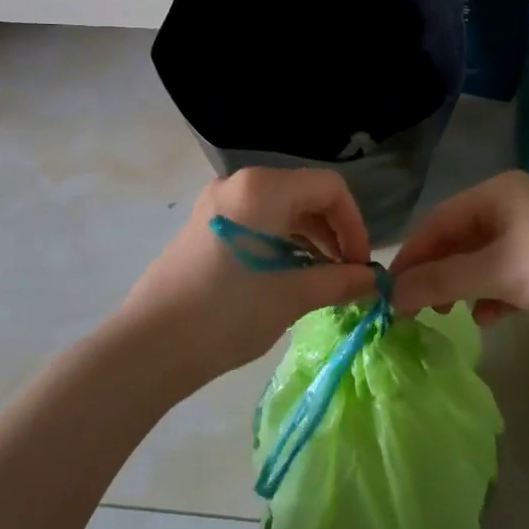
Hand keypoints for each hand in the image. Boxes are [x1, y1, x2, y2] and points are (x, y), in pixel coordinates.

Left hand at [121, 168, 380, 379]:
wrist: (151, 345)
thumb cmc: (228, 312)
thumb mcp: (292, 295)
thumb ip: (340, 281)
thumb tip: (377, 281)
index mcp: (263, 187)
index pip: (329, 187)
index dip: (354, 224)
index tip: (360, 265)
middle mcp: (240, 183)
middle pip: (305, 194)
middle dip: (333, 233)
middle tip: (345, 276)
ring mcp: (218, 203)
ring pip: (281, 209)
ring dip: (309, 241)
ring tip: (321, 282)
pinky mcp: (206, 225)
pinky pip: (258, 221)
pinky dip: (282, 243)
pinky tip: (288, 278)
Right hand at [390, 171, 528, 332]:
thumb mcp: (493, 272)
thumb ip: (440, 281)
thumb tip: (391, 295)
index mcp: (495, 194)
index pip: (438, 221)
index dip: (412, 254)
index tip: (388, 289)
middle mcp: (511, 207)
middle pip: (458, 240)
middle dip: (436, 273)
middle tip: (414, 308)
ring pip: (481, 260)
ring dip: (461, 287)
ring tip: (446, 316)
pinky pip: (505, 276)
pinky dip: (490, 295)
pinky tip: (486, 318)